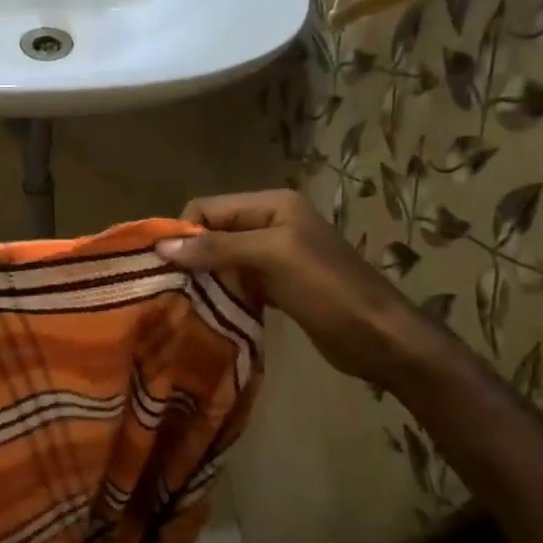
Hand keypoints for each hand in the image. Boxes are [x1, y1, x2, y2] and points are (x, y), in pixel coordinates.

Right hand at [155, 190, 451, 390]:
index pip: (207, 207)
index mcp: (272, 205)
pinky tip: (209, 310)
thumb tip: (161, 246)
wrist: (381, 338)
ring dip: (203, 277)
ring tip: (184, 302)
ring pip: (221, 258)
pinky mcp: (278, 283)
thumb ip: (217, 248)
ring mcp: (275, 254)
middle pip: (212, 231)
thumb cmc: (328, 290)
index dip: (183, 233)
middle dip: (190, 256)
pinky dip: (221, 292)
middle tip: (171, 288)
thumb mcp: (271, 259)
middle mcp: (271, 222)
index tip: (166, 268)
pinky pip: (236, 280)